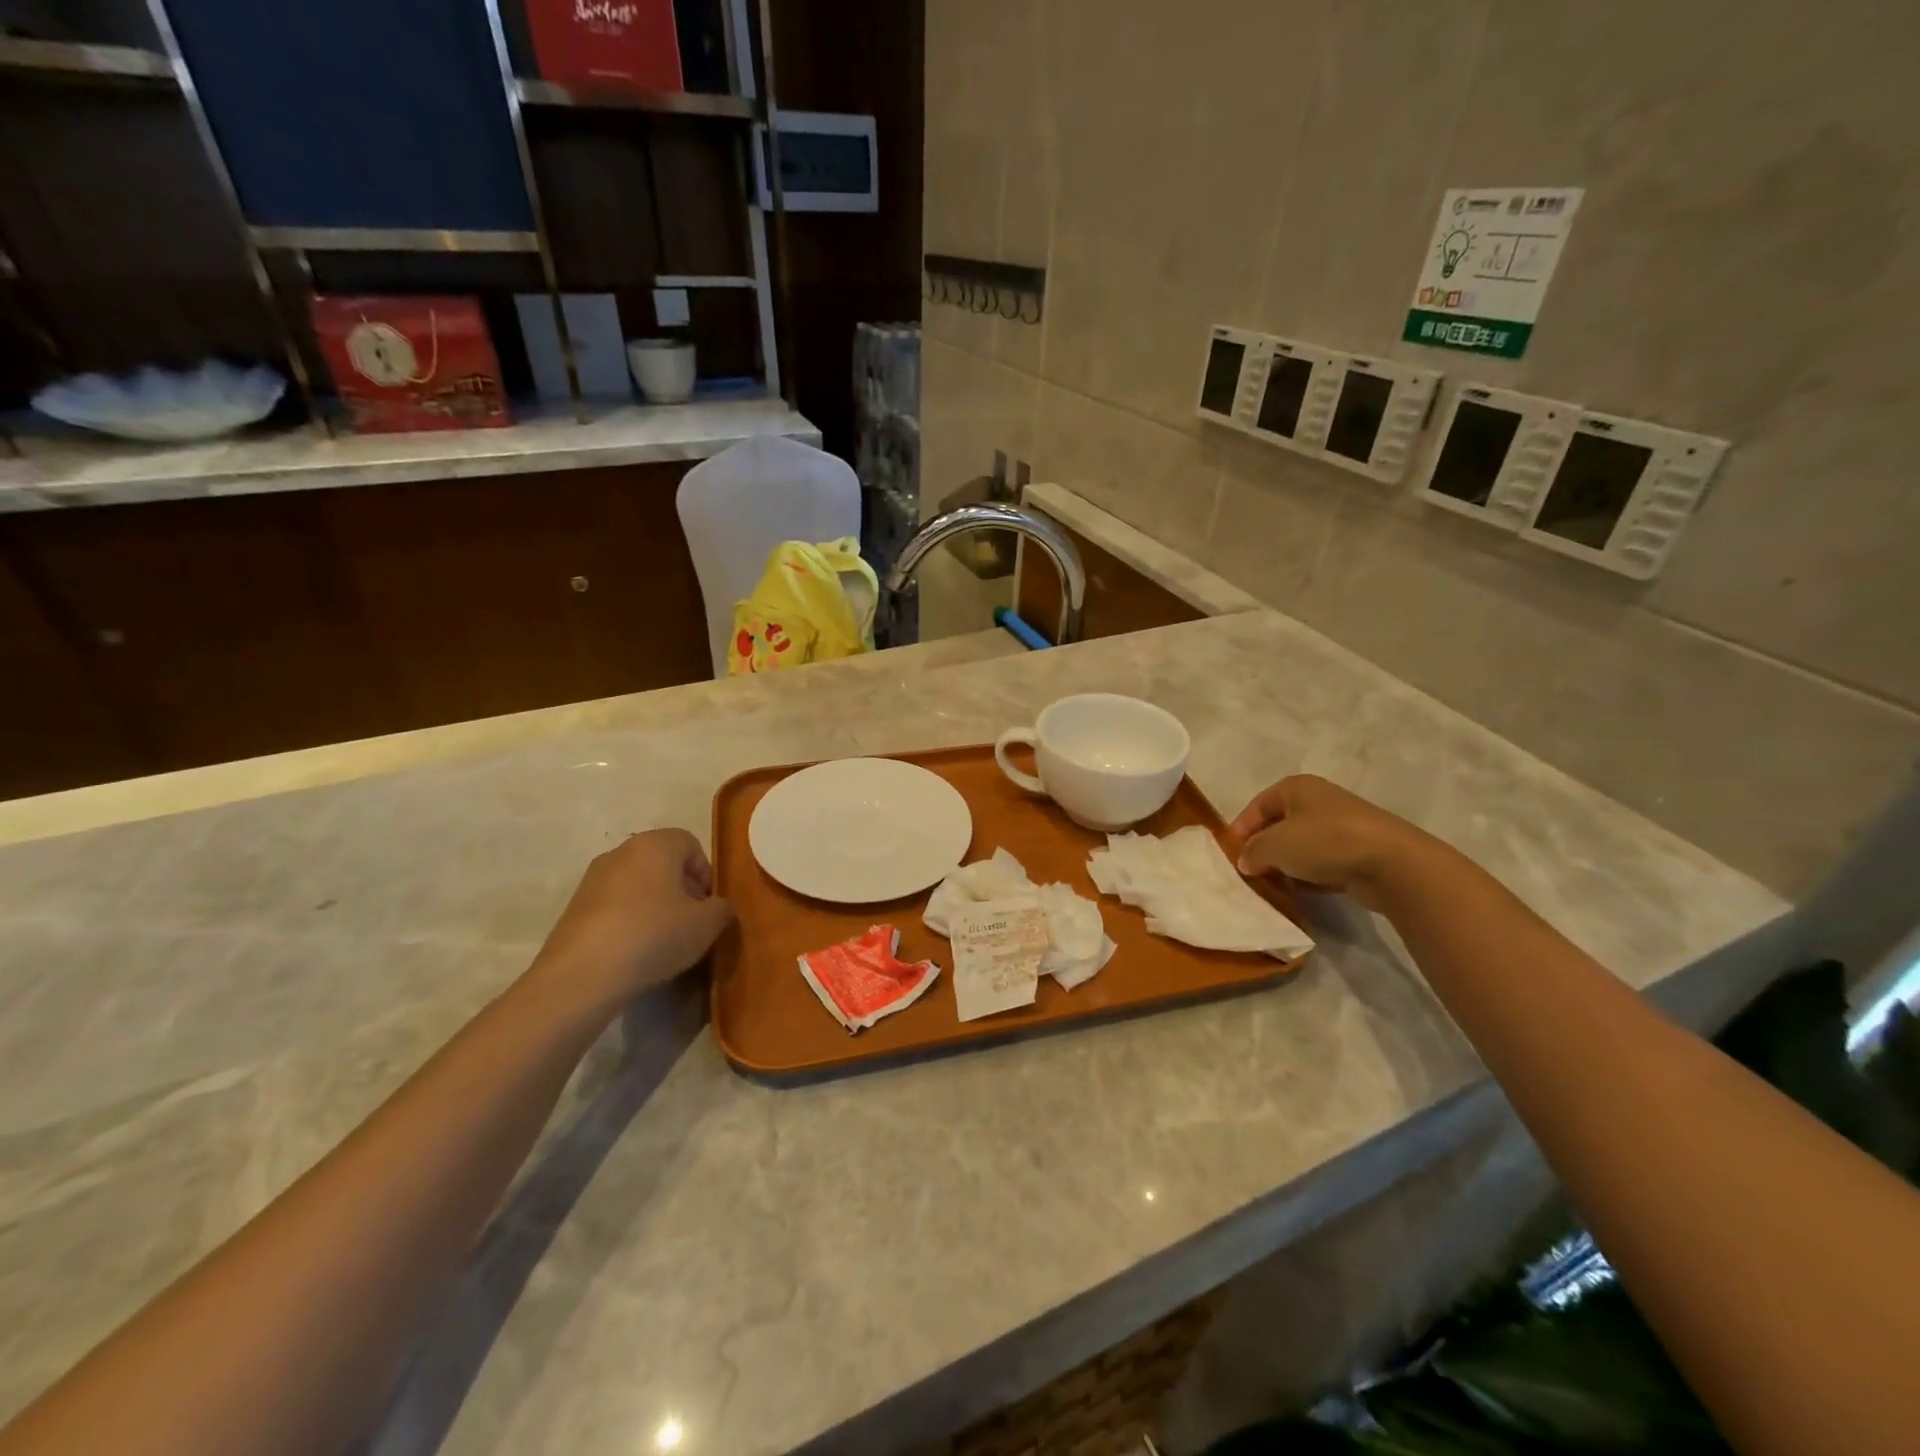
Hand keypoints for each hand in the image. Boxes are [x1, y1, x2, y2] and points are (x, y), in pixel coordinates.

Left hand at [530, 828, 734, 1011]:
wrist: (582, 976)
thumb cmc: (655, 935)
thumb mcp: (707, 924)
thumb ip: (722, 909)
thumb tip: (718, 908)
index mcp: (655, 844)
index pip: (690, 844)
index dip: (705, 873)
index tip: (709, 906)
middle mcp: (620, 852)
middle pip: (662, 864)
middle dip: (681, 891)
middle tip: (692, 924)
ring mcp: (592, 881)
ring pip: (637, 887)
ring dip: (655, 908)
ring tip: (664, 943)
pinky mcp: (573, 910)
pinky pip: (614, 909)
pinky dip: (629, 924)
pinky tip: (635, 954)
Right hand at [1227, 775, 1441, 911]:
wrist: (1393, 864)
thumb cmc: (1325, 841)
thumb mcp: (1275, 845)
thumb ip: (1252, 851)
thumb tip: (1246, 861)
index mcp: (1297, 787)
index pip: (1257, 805)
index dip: (1241, 829)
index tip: (1231, 855)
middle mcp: (1318, 802)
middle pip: (1279, 825)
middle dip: (1263, 849)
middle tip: (1249, 872)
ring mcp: (1341, 827)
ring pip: (1301, 846)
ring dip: (1285, 865)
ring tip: (1272, 885)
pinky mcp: (1357, 853)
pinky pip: (1322, 863)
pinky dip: (1309, 876)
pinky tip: (1301, 893)